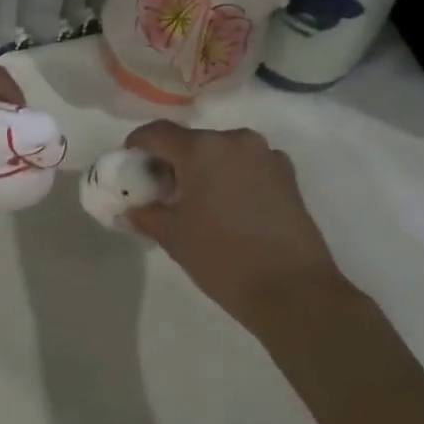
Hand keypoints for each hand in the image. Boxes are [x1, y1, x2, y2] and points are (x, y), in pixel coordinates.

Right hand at [122, 120, 350, 329]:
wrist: (294, 291)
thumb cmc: (222, 258)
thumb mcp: (172, 236)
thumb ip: (144, 213)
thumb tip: (129, 209)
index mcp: (202, 148)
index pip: (157, 132)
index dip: (137, 145)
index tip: (129, 165)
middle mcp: (235, 140)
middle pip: (191, 141)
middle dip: (172, 160)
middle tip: (161, 191)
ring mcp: (266, 155)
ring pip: (220, 152)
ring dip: (203, 168)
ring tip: (196, 201)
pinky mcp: (287, 175)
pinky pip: (247, 165)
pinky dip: (230, 176)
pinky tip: (228, 207)